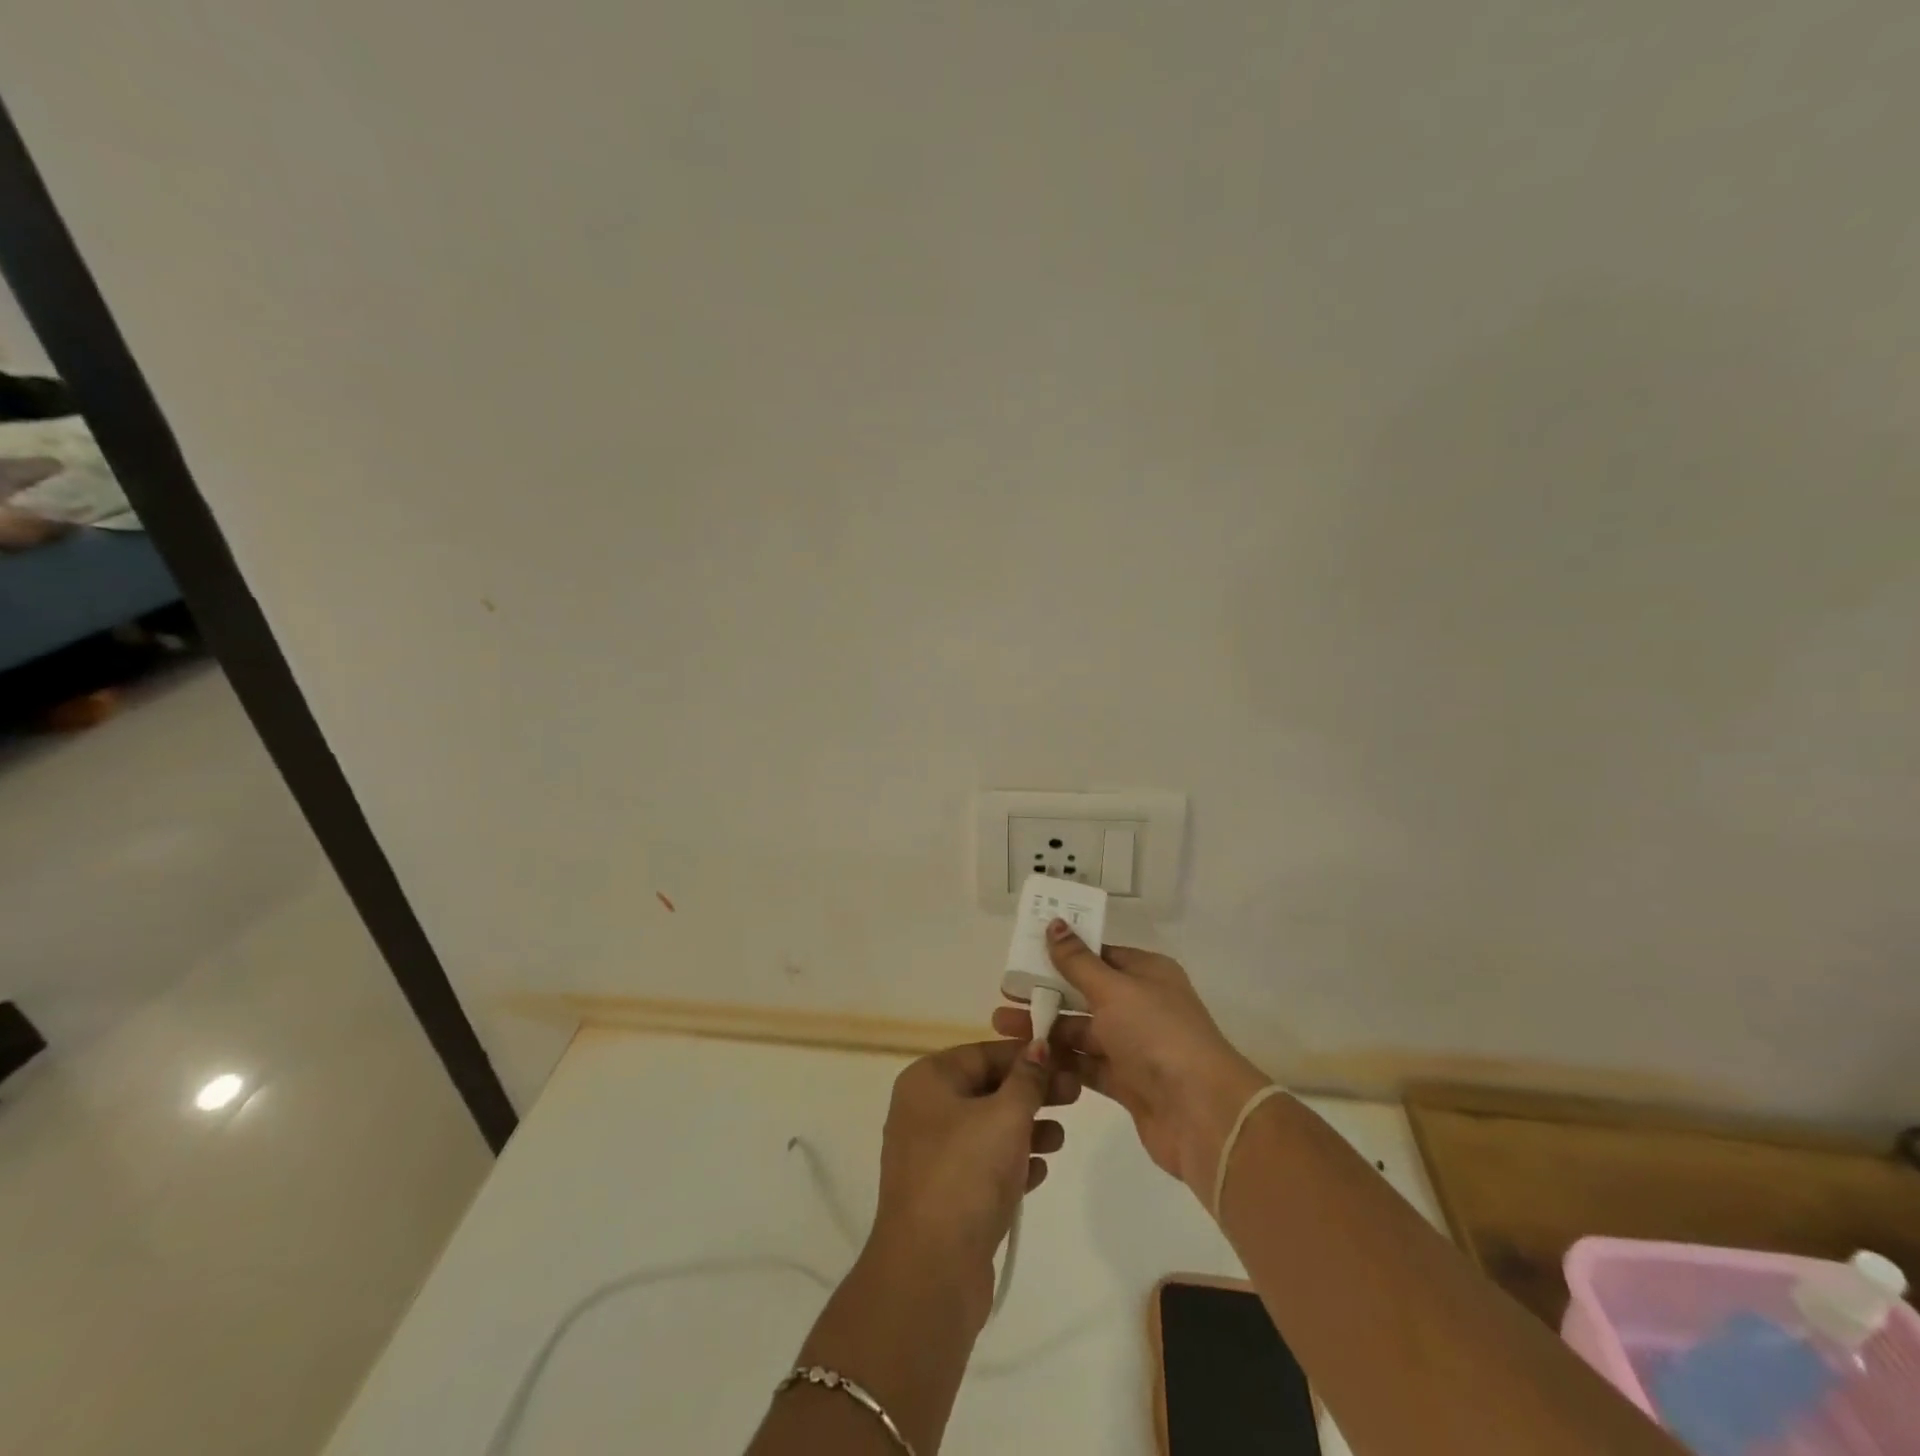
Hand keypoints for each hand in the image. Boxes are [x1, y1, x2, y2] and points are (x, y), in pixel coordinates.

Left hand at [867, 1040, 1079, 1324]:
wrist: (930, 1271)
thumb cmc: (966, 1174)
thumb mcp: (1005, 1116)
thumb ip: (1027, 1079)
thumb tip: (1038, 1046)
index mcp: (927, 1081)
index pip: (983, 1053)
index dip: (1025, 1055)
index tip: (1064, 1061)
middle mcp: (923, 1111)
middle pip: (987, 1089)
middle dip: (1031, 1093)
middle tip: (1075, 1096)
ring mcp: (931, 1156)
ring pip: (987, 1129)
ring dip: (1026, 1129)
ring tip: (1060, 1138)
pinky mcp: (944, 1195)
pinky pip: (983, 1166)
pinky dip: (1011, 1163)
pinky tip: (1040, 1172)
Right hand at [992, 925, 1267, 1199]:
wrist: (1202, 1114)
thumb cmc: (1157, 1035)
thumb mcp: (1114, 990)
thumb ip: (1078, 962)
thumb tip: (1056, 923)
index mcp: (1146, 973)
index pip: (1100, 955)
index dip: (1063, 953)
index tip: (1025, 953)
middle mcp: (1142, 1006)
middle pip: (1085, 993)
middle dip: (1046, 993)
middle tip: (1004, 993)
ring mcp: (1135, 1046)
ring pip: (1082, 1031)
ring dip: (1045, 1028)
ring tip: (1001, 1027)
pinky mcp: (1128, 1083)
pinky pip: (1087, 1065)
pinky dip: (1061, 1061)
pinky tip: (1028, 1059)